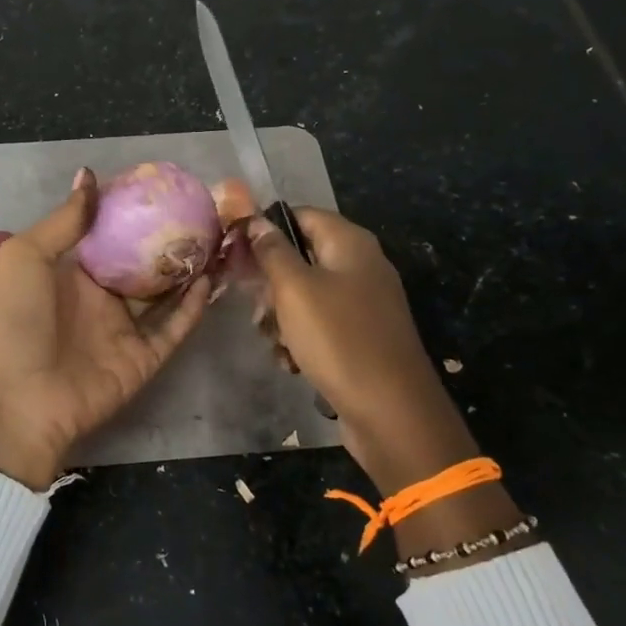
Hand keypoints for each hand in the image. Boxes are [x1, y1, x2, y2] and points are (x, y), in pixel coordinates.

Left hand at [0, 170, 211, 490]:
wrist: (15, 398)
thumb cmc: (14, 318)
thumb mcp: (26, 256)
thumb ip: (64, 220)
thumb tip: (89, 176)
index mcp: (69, 273)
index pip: (107, 237)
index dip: (132, 214)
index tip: (162, 187)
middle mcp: (98, 298)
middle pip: (141, 264)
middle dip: (168, 240)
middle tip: (202, 211)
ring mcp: (121, 330)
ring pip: (164, 294)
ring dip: (188, 270)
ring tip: (216, 240)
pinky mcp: (141, 359)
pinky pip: (173, 328)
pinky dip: (192, 307)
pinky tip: (210, 279)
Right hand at [247, 209, 477, 490]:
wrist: (390, 410)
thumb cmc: (338, 338)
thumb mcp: (294, 289)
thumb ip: (272, 251)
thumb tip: (256, 220)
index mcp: (350, 243)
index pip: (299, 215)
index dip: (265, 229)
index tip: (235, 253)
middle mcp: (360, 266)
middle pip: (301, 258)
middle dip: (271, 284)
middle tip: (257, 309)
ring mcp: (364, 303)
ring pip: (306, 295)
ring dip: (281, 317)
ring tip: (274, 342)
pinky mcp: (361, 336)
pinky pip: (321, 325)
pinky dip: (301, 339)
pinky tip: (291, 362)